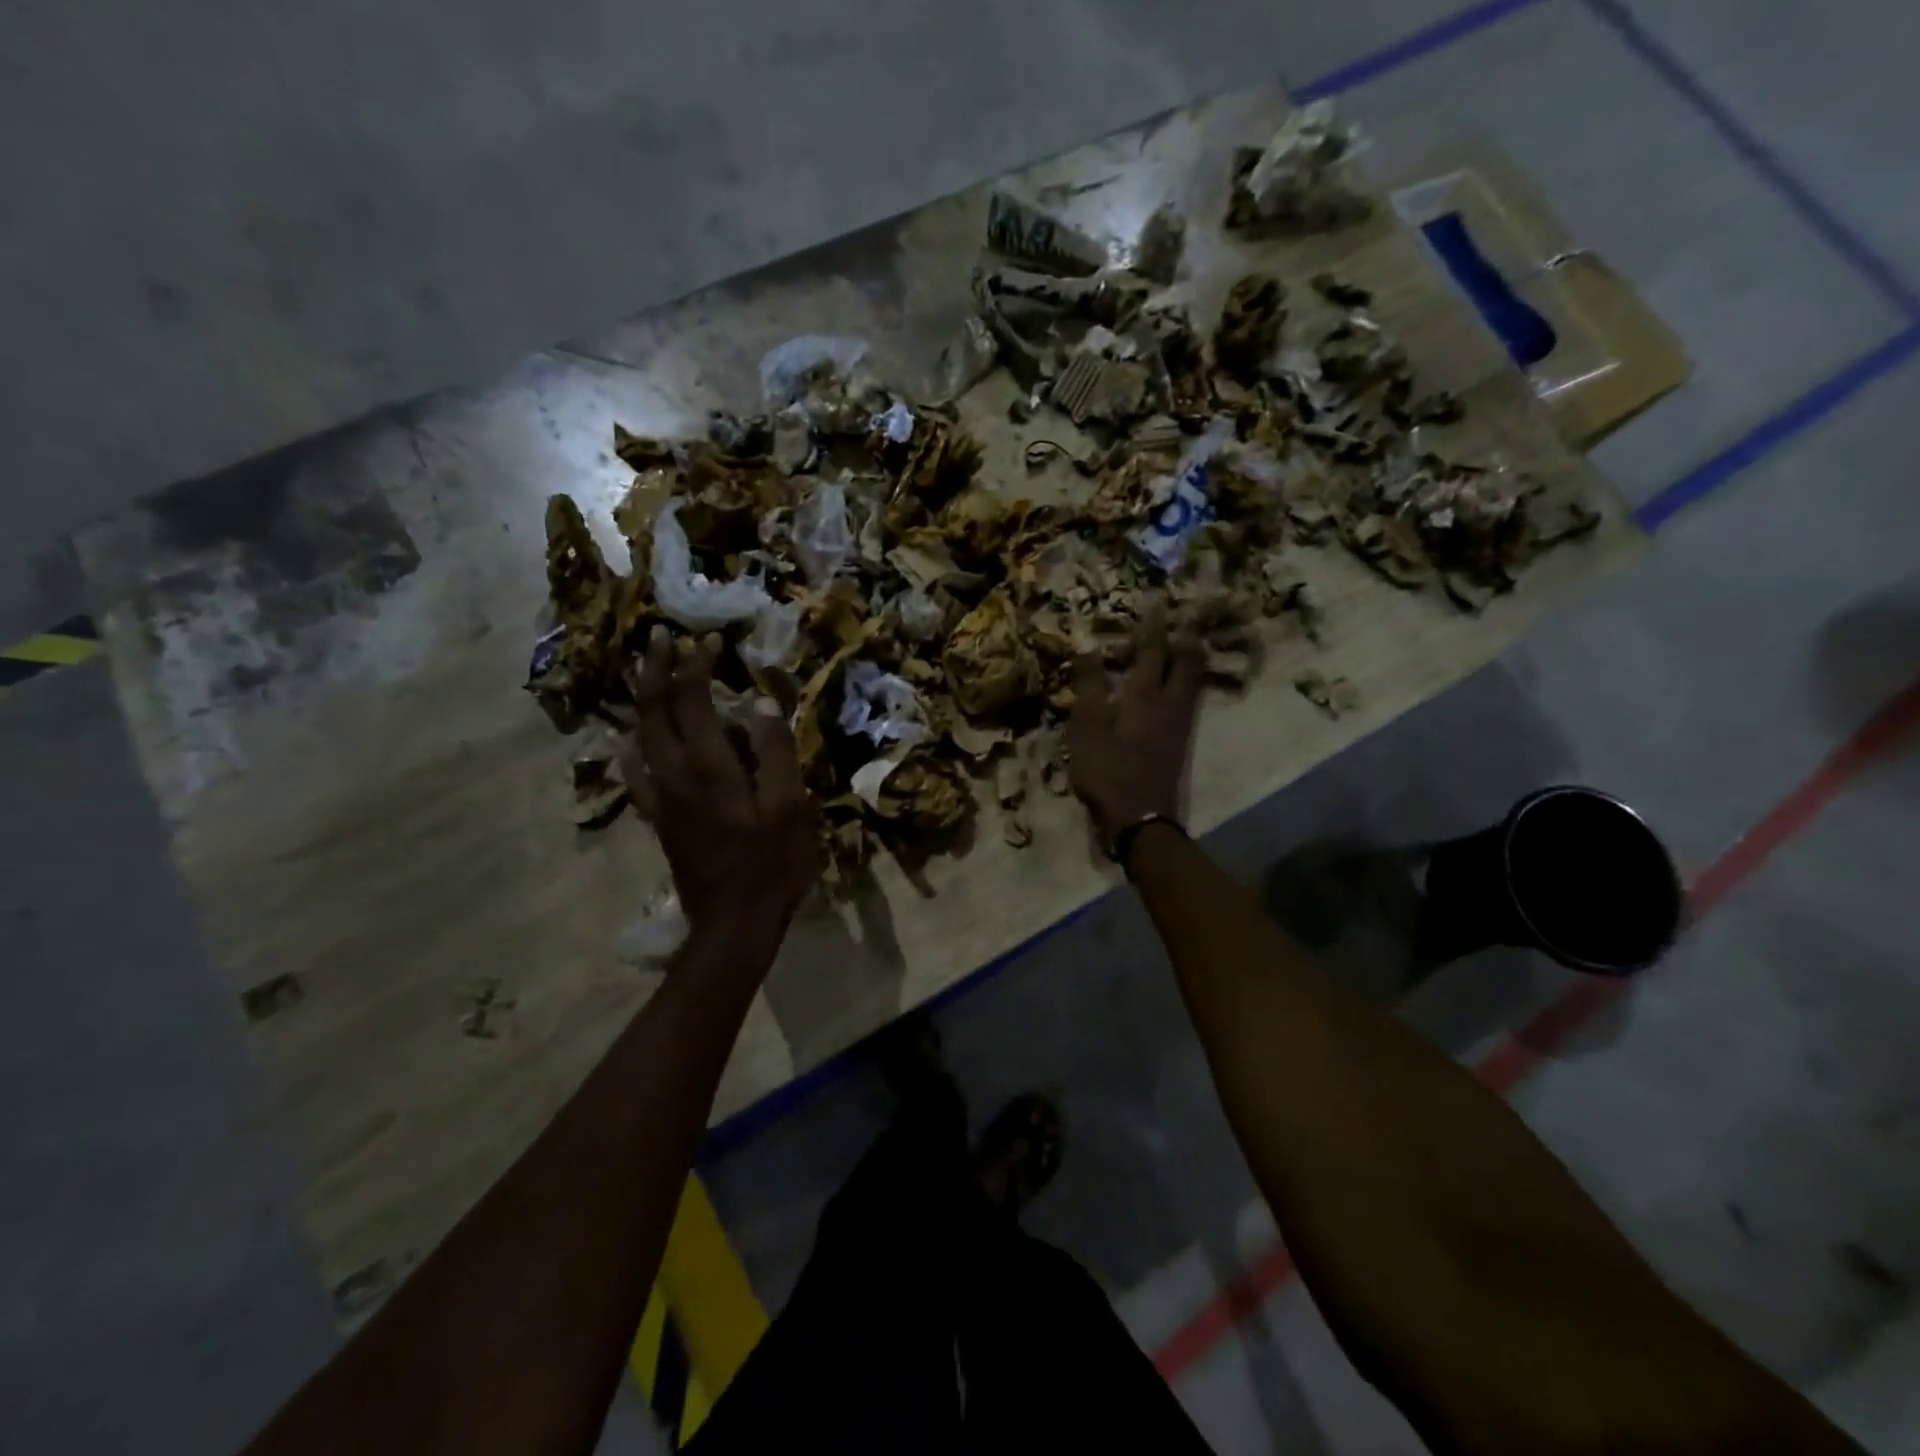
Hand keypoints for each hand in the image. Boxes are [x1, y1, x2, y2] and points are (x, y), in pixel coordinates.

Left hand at [620, 629, 820, 947]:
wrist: (733, 924)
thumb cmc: (772, 865)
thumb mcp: (790, 808)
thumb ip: (775, 753)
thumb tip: (761, 702)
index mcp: (710, 769)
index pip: (692, 701)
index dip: (696, 666)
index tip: (710, 641)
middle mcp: (675, 776)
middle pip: (654, 712)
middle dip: (656, 670)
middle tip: (661, 637)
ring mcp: (662, 799)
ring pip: (639, 738)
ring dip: (643, 700)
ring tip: (648, 674)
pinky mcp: (660, 820)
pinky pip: (635, 776)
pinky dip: (629, 750)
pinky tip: (627, 742)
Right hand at [1066, 615, 1204, 844]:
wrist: (1140, 818)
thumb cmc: (1107, 771)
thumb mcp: (1086, 728)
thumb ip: (1089, 686)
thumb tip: (1087, 646)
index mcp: (1144, 695)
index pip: (1152, 650)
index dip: (1153, 625)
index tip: (1157, 601)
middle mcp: (1170, 703)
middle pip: (1186, 662)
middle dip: (1185, 636)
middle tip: (1186, 617)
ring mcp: (1179, 723)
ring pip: (1193, 680)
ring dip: (1192, 657)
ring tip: (1189, 641)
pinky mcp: (1180, 741)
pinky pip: (1190, 698)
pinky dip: (1189, 681)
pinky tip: (1182, 684)